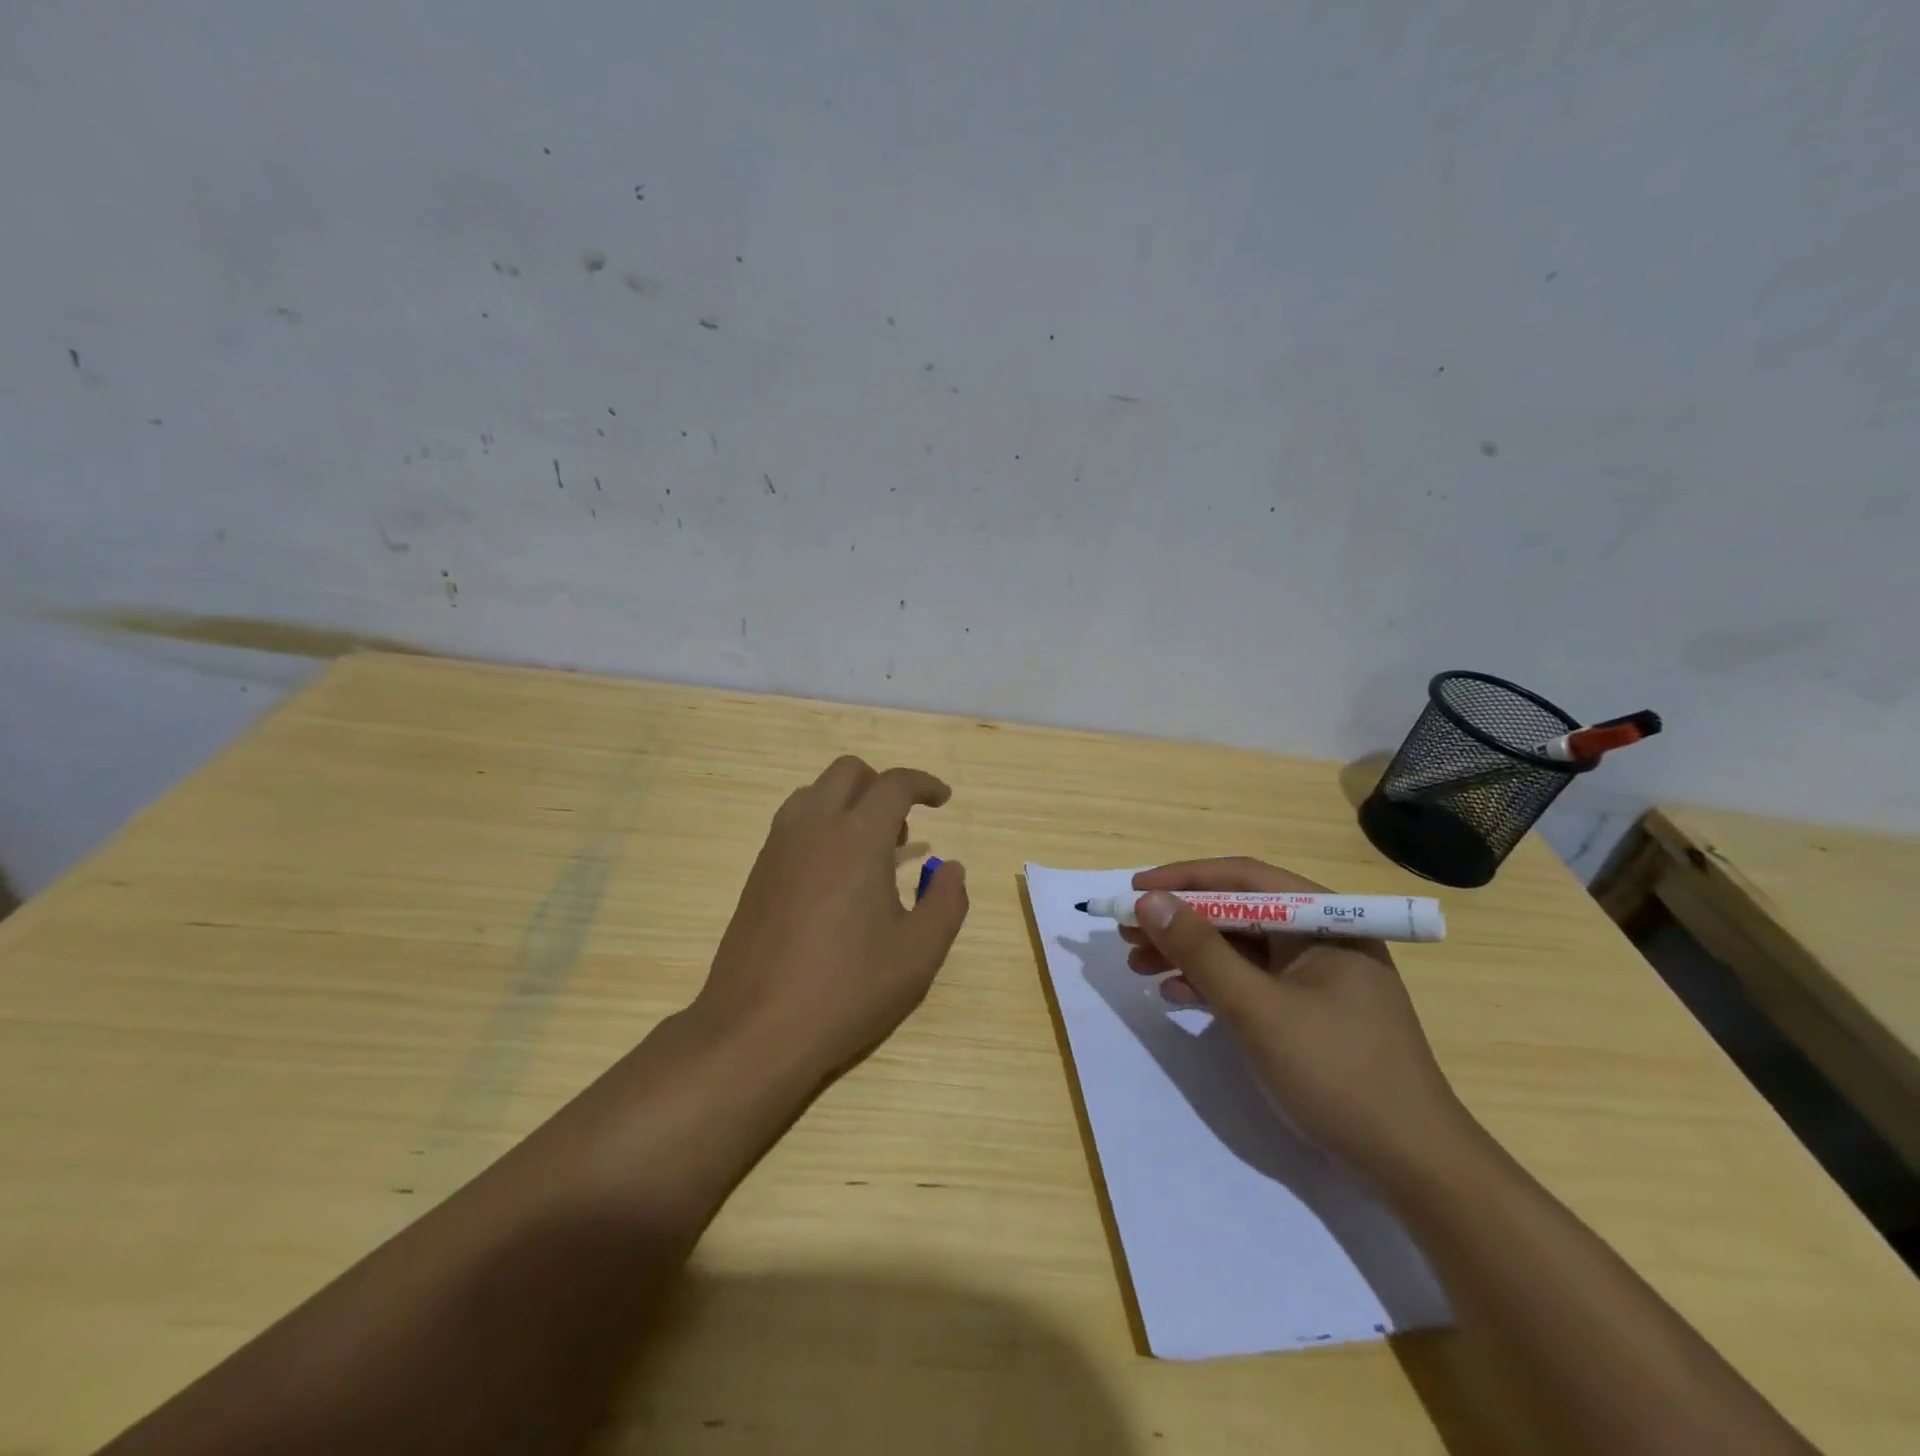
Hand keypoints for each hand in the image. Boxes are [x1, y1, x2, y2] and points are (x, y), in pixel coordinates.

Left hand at [693, 756, 968, 1080]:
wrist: (757, 1029)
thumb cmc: (847, 988)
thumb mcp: (919, 953)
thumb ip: (947, 902)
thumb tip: (951, 869)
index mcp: (857, 837)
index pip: (894, 784)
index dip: (925, 784)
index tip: (943, 800)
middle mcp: (813, 827)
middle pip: (848, 772)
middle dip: (882, 786)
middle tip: (902, 831)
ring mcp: (778, 847)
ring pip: (814, 793)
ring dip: (847, 804)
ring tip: (868, 854)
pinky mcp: (757, 873)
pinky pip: (793, 824)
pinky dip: (821, 827)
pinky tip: (835, 880)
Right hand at [1121, 858, 1476, 1187]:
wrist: (1413, 1167)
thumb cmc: (1337, 1073)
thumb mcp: (1257, 1008)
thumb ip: (1200, 951)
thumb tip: (1148, 900)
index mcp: (1325, 920)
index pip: (1243, 880)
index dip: (1183, 879)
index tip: (1134, 890)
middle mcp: (1322, 937)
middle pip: (1237, 913)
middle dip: (1179, 922)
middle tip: (1128, 933)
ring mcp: (1316, 976)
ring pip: (1239, 949)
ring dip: (1188, 955)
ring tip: (1139, 967)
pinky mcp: (1309, 1012)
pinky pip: (1250, 982)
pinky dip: (1212, 985)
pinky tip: (1176, 996)